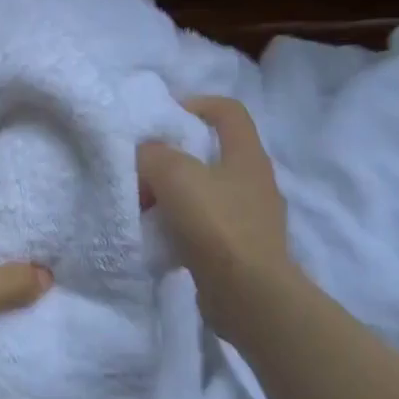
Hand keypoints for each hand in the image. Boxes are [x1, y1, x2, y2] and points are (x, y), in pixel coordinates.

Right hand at [137, 97, 297, 334]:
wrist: (249, 294)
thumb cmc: (216, 224)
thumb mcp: (174, 175)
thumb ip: (152, 155)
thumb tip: (144, 155)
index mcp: (247, 155)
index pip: (228, 111)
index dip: (196, 104)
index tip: (164, 116)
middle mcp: (255, 181)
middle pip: (212, 153)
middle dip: (175, 155)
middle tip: (143, 166)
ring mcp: (251, 217)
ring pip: (206, 191)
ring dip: (174, 193)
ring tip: (144, 204)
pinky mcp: (241, 248)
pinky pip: (205, 224)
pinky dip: (181, 224)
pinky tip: (159, 234)